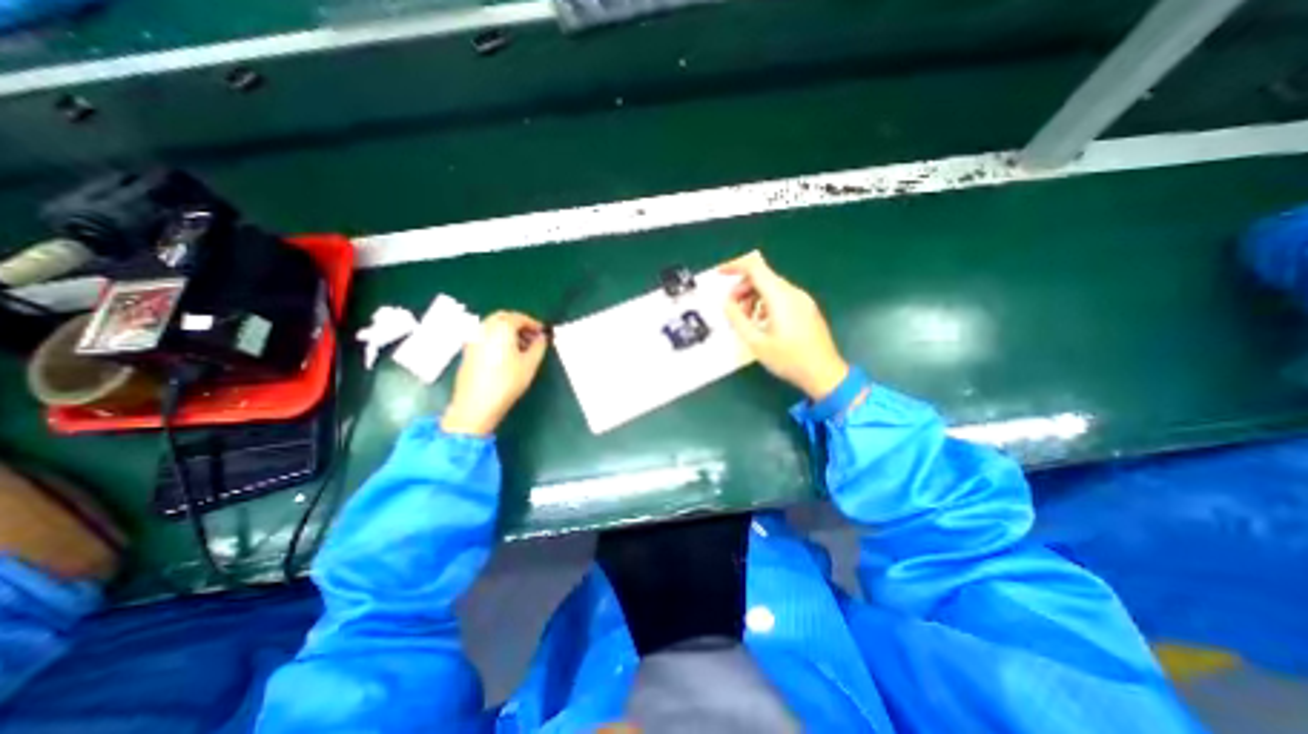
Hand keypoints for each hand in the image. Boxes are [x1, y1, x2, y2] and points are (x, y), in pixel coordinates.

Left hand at [441, 310, 547, 434]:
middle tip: (533, 337)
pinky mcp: (468, 350)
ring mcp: (473, 338)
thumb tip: (542, 337)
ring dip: (508, 331)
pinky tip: (507, 354)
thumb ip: (539, 346)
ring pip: (493, 326)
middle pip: (504, 317)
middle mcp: (484, 328)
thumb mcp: (530, 364)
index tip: (543, 333)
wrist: (476, 405)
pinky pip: (485, 335)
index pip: (519, 317)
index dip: (534, 323)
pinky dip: (498, 338)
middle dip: (520, 324)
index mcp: (501, 327)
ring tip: (522, 347)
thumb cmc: (507, 383)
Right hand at [726, 251, 848, 402]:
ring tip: (746, 320)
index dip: (735, 266)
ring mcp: (802, 300)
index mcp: (780, 297)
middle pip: (763, 277)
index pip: (755, 267)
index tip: (720, 274)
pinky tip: (762, 323)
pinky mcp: (807, 308)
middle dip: (743, 289)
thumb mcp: (756, 342)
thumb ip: (737, 319)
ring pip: (772, 287)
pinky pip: (782, 297)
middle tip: (732, 309)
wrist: (824, 373)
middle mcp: (793, 292)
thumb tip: (726, 303)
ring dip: (754, 297)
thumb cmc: (789, 359)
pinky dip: (766, 303)